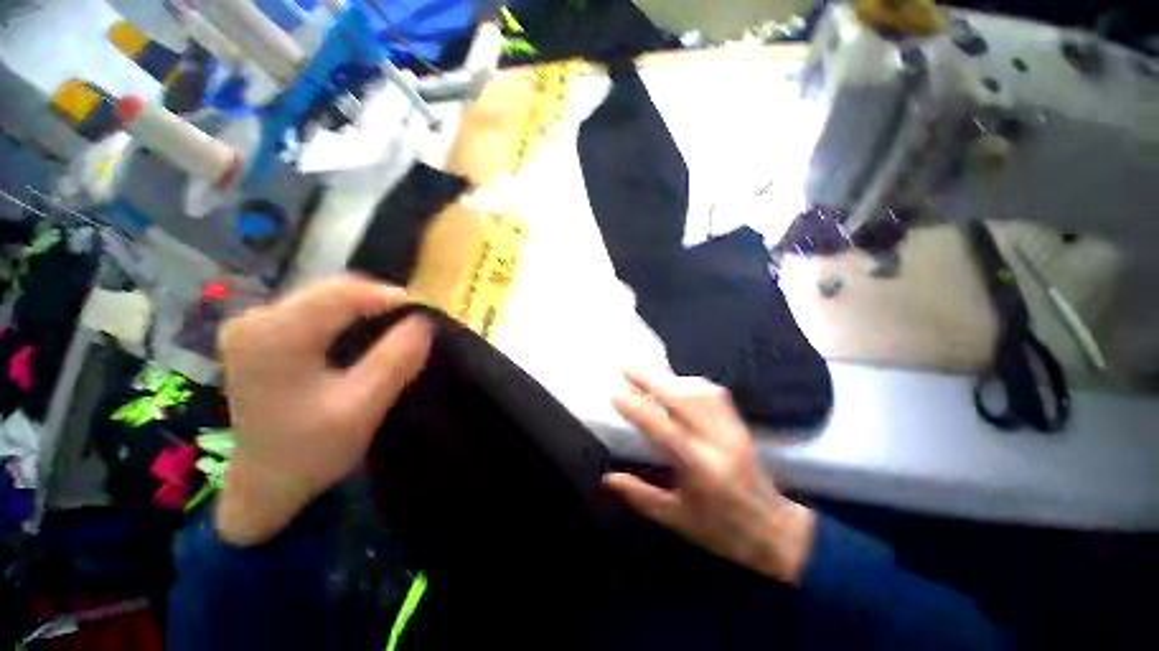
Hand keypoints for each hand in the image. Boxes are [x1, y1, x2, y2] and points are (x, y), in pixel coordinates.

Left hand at [215, 277, 432, 545]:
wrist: (265, 481)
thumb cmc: (311, 451)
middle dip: (378, 301)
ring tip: (396, 325)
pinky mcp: (259, 333)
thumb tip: (423, 321)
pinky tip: (365, 333)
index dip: (389, 296)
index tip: (425, 312)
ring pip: (324, 296)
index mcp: (272, 336)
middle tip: (414, 321)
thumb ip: (395, 361)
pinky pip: (314, 308)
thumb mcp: (361, 408)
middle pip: (331, 290)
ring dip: (365, 307)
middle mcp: (255, 319)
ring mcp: (252, 324)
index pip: (340, 293)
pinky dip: (347, 316)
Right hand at [603, 368, 815, 584]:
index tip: (614, 392)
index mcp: (700, 470)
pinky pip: (715, 394)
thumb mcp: (676, 519)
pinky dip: (691, 381)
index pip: (662, 429)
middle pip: (683, 400)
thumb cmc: (721, 530)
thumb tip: (607, 479)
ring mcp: (732, 430)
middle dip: (652, 378)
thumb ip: (640, 496)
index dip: (636, 408)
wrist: (775, 532)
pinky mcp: (740, 425)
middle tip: (627, 366)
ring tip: (648, 367)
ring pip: (700, 392)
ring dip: (671, 376)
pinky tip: (677, 379)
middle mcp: (718, 443)